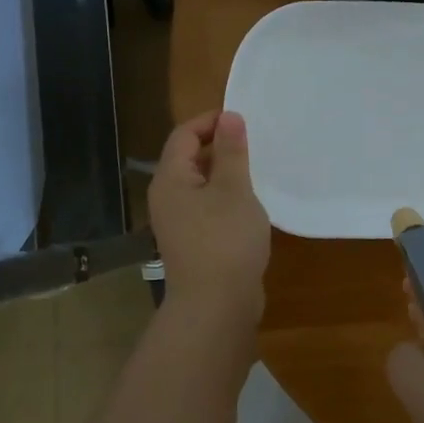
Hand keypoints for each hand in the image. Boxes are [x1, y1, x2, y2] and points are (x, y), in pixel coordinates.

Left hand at [148, 111, 270, 327]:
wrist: (215, 305)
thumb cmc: (225, 239)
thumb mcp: (234, 189)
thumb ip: (231, 151)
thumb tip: (229, 117)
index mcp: (170, 179)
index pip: (184, 134)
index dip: (211, 121)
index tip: (243, 120)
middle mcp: (167, 197)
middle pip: (188, 158)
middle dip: (219, 146)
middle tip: (254, 143)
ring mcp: (178, 222)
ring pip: (200, 185)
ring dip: (225, 174)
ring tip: (256, 171)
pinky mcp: (192, 242)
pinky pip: (206, 207)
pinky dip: (225, 198)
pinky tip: (249, 205)